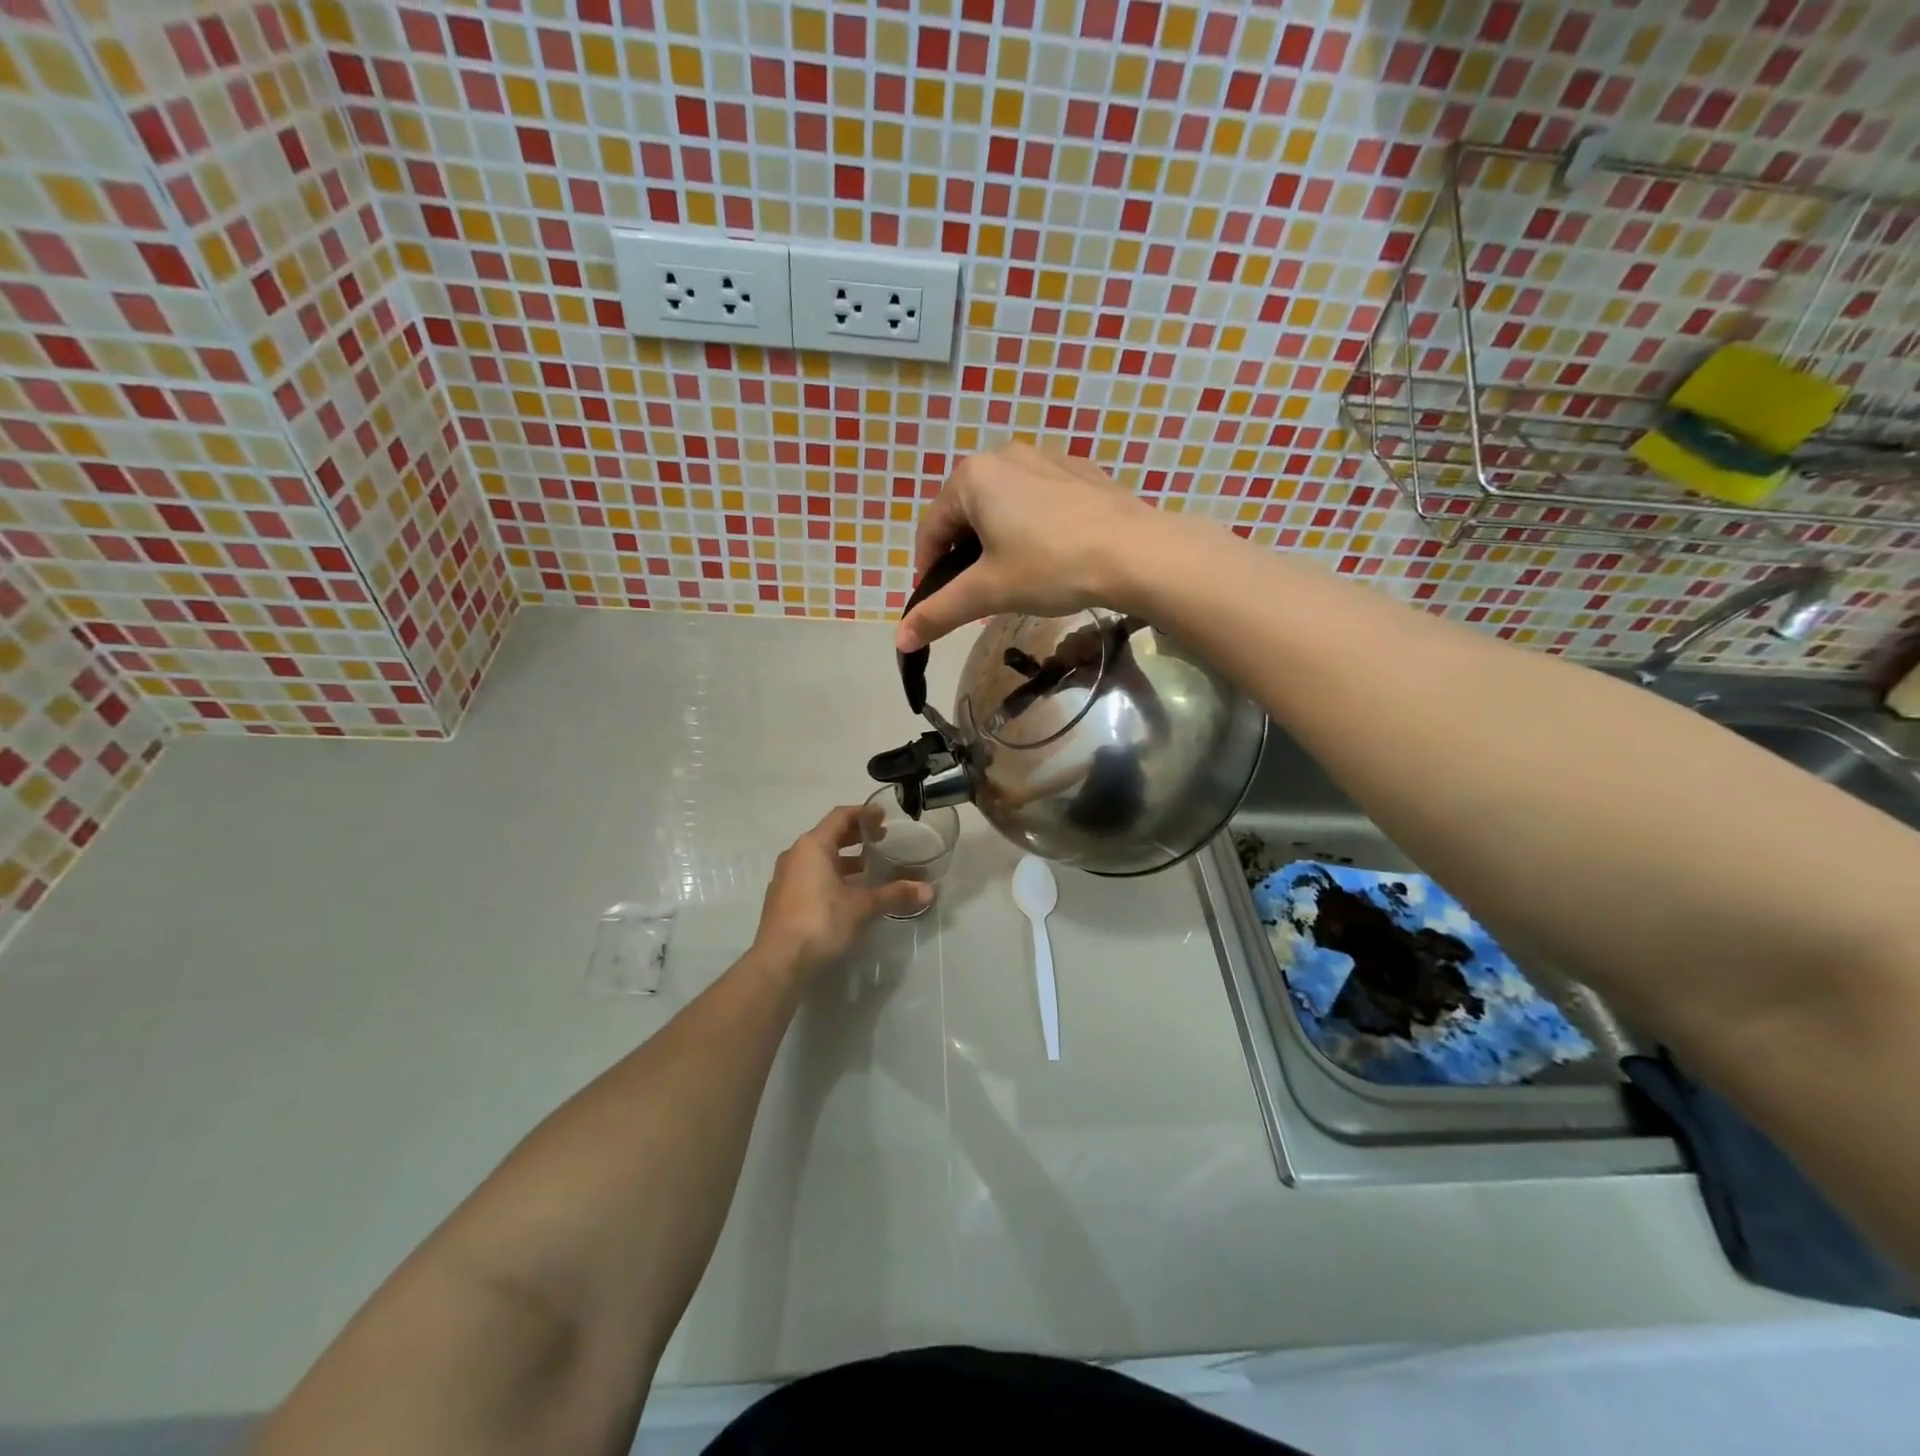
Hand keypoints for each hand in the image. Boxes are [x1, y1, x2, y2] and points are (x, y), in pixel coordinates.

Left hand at [752, 805, 930, 975]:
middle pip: (829, 835)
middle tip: (882, 840)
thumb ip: (894, 894)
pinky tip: (849, 893)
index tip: (884, 817)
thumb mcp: (862, 907)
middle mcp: (796, 855)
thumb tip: (930, 891)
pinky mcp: (784, 900)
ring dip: (844, 859)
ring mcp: (786, 878)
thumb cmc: (821, 922)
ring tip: (870, 868)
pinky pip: (811, 876)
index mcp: (812, 846)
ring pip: (819, 858)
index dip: (864, 814)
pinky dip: (832, 876)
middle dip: (856, 836)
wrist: (779, 963)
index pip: (840, 816)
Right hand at [897, 441, 1156, 651]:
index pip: (931, 528)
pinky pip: (1039, 499)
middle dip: (964, 554)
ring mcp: (1046, 458)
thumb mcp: (988, 592)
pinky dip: (1032, 525)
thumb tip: (900, 640)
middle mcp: (1004, 455)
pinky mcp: (1080, 471)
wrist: (1136, 552)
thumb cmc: (1050, 567)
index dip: (927, 569)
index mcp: (973, 477)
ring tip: (1016, 576)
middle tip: (979, 593)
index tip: (937, 602)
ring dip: (997, 540)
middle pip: (966, 512)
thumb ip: (939, 612)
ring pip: (1004, 504)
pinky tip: (1051, 554)